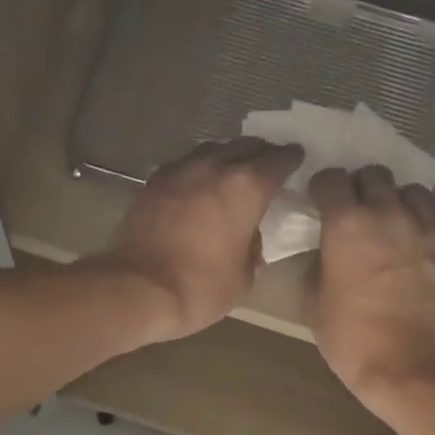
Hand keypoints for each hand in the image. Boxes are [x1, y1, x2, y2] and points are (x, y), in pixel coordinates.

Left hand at [94, 138, 300, 342]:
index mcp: (247, 187)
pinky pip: (185, 164)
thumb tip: (249, 237)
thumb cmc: (200, 288)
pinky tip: (199, 185)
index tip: (297, 161)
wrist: (137, 289)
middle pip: (246, 146)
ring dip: (228, 157)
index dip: (292, 159)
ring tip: (233, 172)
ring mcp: (181, 170)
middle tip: (268, 165)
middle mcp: (215, 167)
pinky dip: (199, 170)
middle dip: (261, 153)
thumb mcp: (244, 278)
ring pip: (213, 149)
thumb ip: (254, 248)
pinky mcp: (154, 181)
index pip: (279, 160)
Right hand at [308, 165, 434, 405]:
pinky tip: (430, 230)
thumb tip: (328, 250)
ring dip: (400, 201)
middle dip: (362, 188)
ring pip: (413, 189)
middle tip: (358, 213)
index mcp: (346, 225)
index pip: (331, 179)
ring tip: (396, 223)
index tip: (322, 202)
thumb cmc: (352, 339)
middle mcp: (388, 212)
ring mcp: (428, 225)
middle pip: (374, 174)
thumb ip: (319, 264)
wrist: (410, 365)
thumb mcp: (315, 303)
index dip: (324, 188)